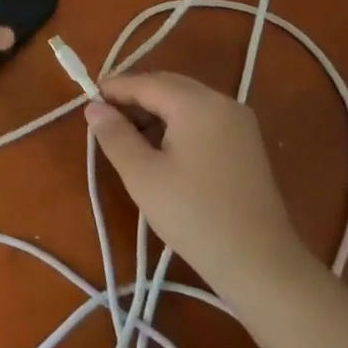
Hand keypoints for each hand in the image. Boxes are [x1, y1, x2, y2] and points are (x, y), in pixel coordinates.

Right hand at [86, 71, 314, 302]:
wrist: (261, 264)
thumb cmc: (194, 216)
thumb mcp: (142, 175)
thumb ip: (114, 135)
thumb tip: (93, 108)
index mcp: (196, 103)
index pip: (145, 82)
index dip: (113, 90)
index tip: (86, 103)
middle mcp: (222, 102)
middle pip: (167, 86)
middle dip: (134, 98)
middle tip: (104, 121)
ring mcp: (239, 122)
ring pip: (185, 102)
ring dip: (154, 112)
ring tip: (129, 139)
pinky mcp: (247, 143)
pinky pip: (202, 119)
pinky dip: (177, 125)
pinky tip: (162, 151)